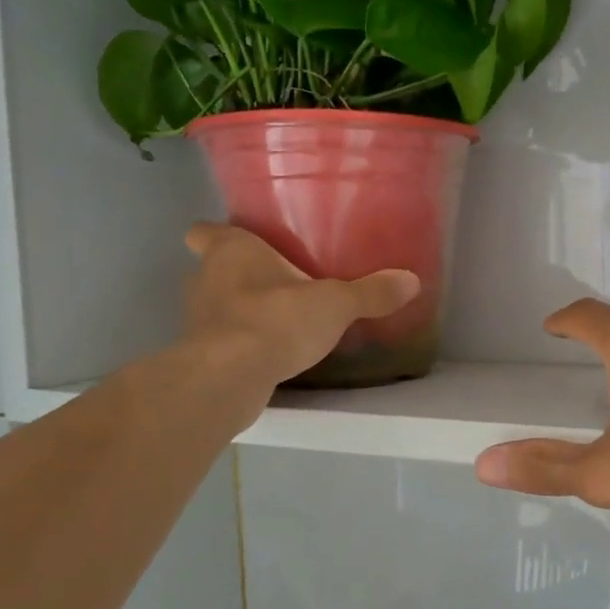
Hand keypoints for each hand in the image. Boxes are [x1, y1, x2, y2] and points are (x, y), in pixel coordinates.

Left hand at [183, 224, 418, 389]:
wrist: (229, 378)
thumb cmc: (276, 319)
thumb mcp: (335, 304)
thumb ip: (371, 293)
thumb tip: (412, 280)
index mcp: (231, 251)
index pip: (204, 231)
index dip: (217, 233)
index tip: (241, 241)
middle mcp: (205, 279)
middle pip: (211, 268)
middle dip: (236, 274)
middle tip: (273, 280)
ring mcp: (197, 319)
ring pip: (215, 305)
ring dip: (238, 310)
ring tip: (275, 318)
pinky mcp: (200, 355)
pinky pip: (221, 340)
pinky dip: (239, 342)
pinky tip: (268, 351)